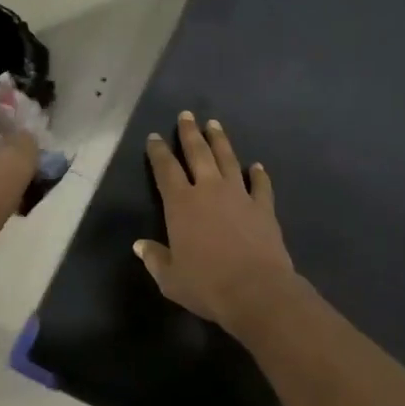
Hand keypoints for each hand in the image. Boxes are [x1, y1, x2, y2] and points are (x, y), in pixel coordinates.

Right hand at [135, 111, 298, 333]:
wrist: (256, 290)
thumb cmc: (206, 285)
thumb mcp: (170, 278)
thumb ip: (155, 258)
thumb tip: (140, 246)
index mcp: (181, 204)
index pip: (165, 170)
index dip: (159, 152)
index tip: (154, 137)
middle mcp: (209, 190)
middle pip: (198, 153)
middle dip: (190, 133)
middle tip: (186, 115)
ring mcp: (239, 195)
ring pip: (228, 160)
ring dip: (220, 141)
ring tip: (215, 125)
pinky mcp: (264, 207)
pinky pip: (261, 185)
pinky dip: (258, 174)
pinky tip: (257, 166)